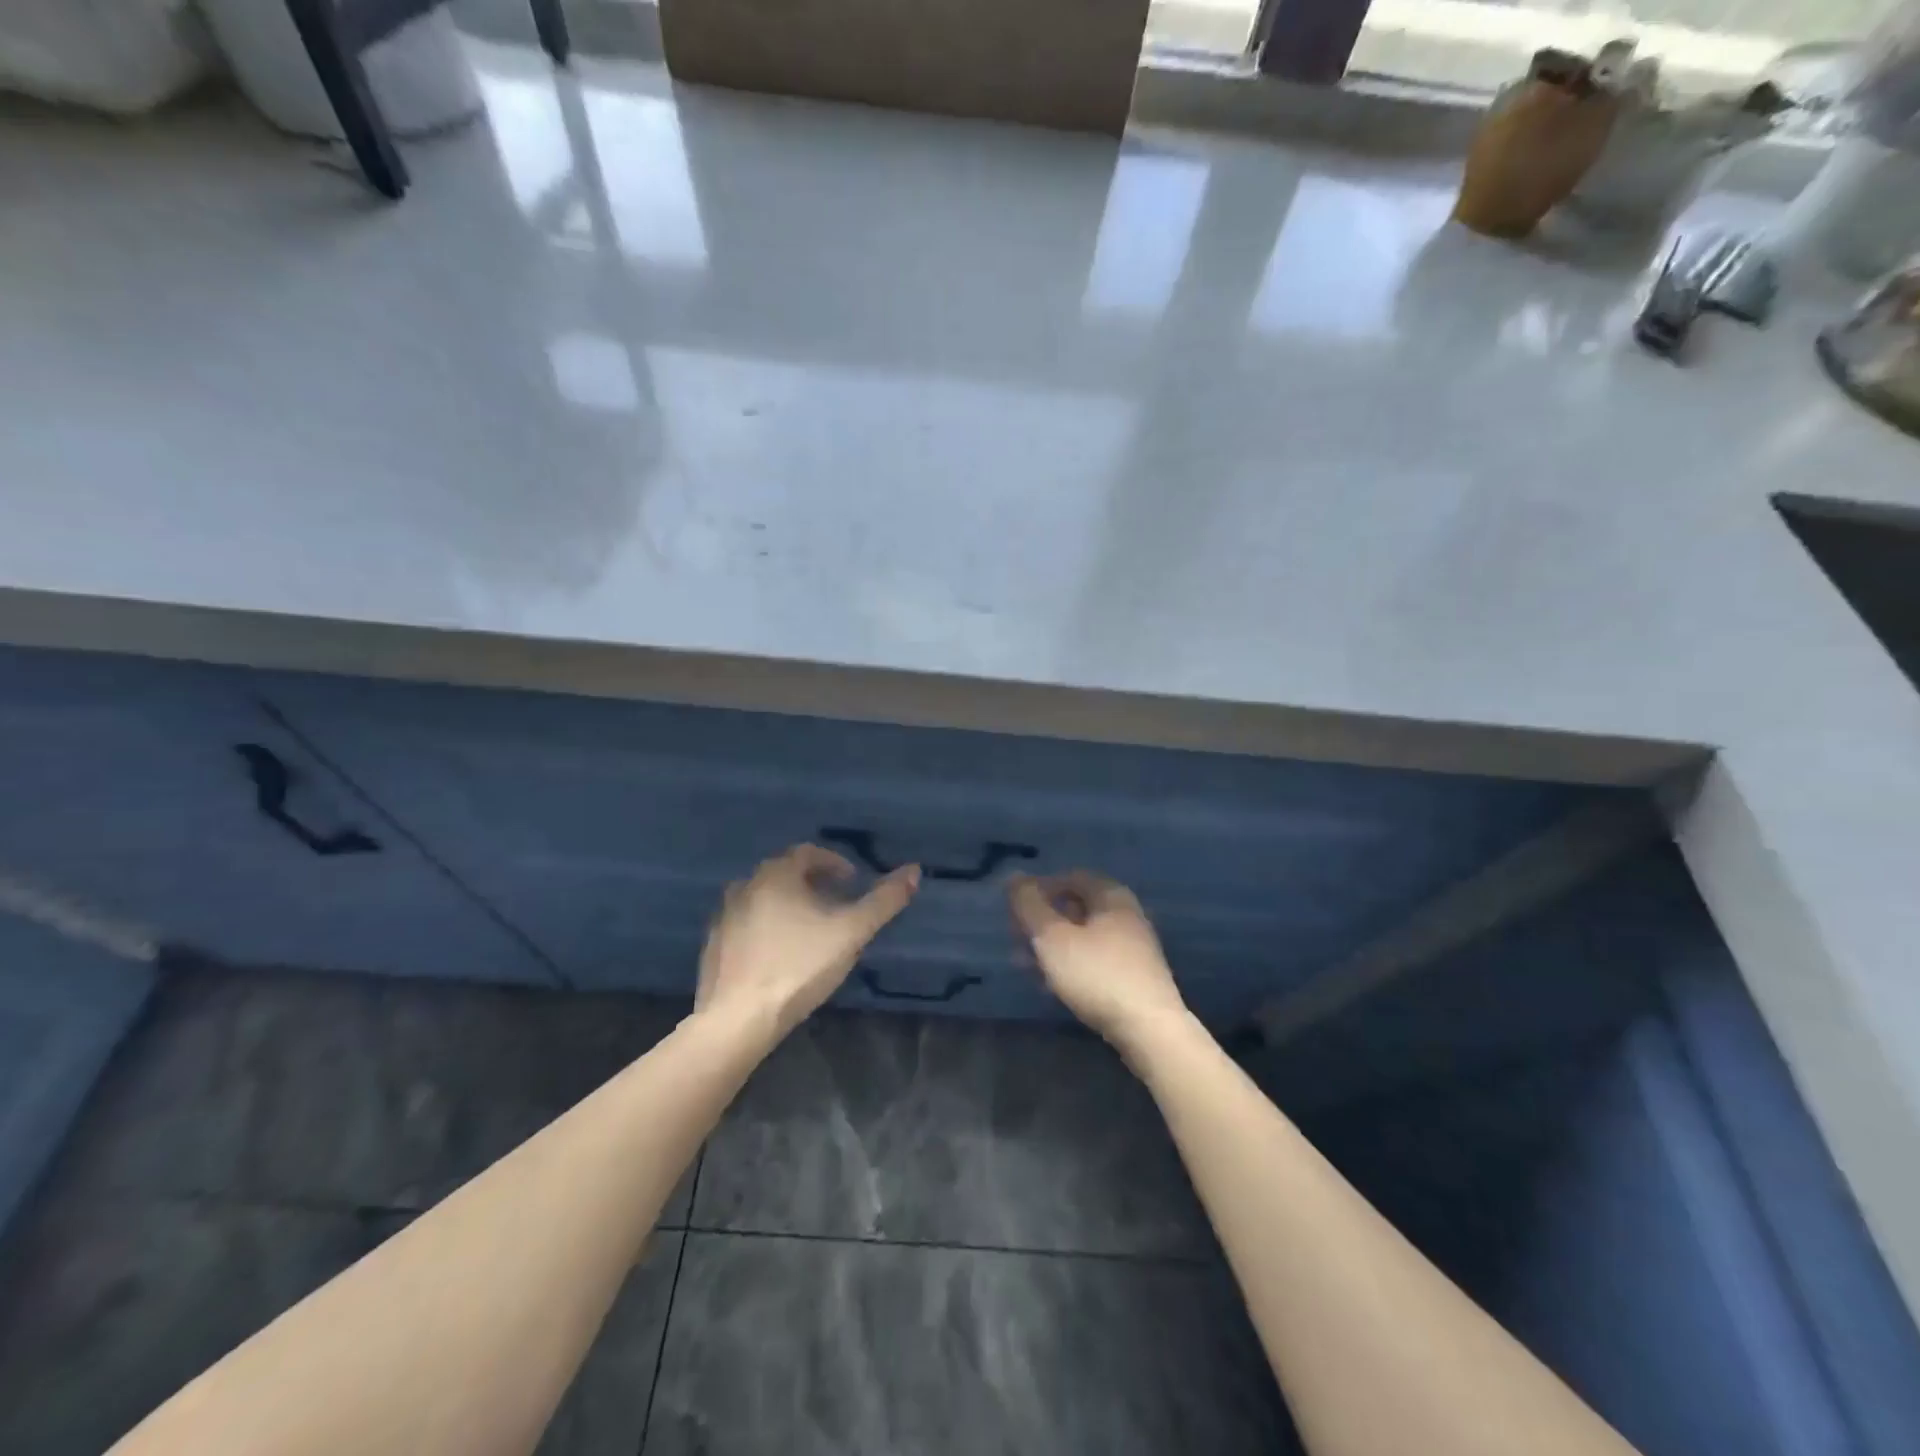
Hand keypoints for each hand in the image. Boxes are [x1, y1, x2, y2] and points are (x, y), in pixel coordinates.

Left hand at [695, 844, 918, 1039]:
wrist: (737, 1019)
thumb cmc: (799, 967)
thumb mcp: (851, 933)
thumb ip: (883, 902)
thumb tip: (914, 870)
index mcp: (776, 875)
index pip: (807, 852)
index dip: (834, 862)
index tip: (852, 882)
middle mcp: (745, 886)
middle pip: (784, 873)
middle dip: (812, 882)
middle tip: (836, 904)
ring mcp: (725, 916)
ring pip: (763, 897)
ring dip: (788, 904)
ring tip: (809, 929)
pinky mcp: (714, 945)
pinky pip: (746, 923)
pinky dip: (766, 926)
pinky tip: (780, 953)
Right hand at [1009, 871, 1189, 1050]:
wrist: (1149, 1030)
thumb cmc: (1096, 974)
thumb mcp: (1053, 937)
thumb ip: (1030, 905)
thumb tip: (1014, 877)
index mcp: (1111, 896)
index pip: (1071, 877)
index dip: (1040, 888)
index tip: (1016, 909)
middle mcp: (1127, 915)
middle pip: (1077, 907)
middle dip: (1043, 920)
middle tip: (1016, 938)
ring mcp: (1134, 948)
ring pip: (1084, 937)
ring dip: (1053, 946)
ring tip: (1026, 965)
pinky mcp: (1134, 977)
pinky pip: (1095, 960)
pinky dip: (1071, 965)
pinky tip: (1052, 985)